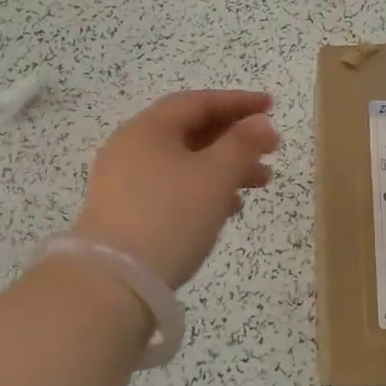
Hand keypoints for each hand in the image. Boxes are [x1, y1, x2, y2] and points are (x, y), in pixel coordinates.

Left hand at [72, 90, 279, 289]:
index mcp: (149, 128)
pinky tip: (228, 208)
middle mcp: (132, 147)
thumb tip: (261, 122)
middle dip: (235, 138)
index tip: (272, 107)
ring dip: (225, 167)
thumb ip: (243, 143)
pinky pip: (172, 187)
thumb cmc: (170, 216)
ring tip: (261, 182)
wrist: (113, 284)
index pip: (199, 102)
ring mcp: (124, 181)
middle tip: (271, 149)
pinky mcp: (125, 212)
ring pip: (185, 162)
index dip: (239, 101)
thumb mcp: (216, 175)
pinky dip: (203, 190)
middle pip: (191, 131)